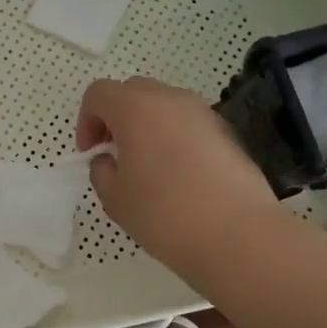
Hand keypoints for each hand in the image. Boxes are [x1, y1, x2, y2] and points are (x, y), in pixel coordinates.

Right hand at [77, 75, 278, 288]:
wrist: (239, 235)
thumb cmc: (165, 214)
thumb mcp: (115, 199)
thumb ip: (101, 171)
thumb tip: (109, 160)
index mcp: (136, 108)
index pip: (99, 93)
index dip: (86, 120)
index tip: (91, 154)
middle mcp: (171, 99)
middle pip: (133, 92)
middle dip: (117, 118)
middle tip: (116, 155)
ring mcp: (204, 113)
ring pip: (164, 106)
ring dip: (148, 127)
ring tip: (149, 168)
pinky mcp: (227, 133)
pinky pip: (190, 125)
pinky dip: (176, 139)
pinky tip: (181, 178)